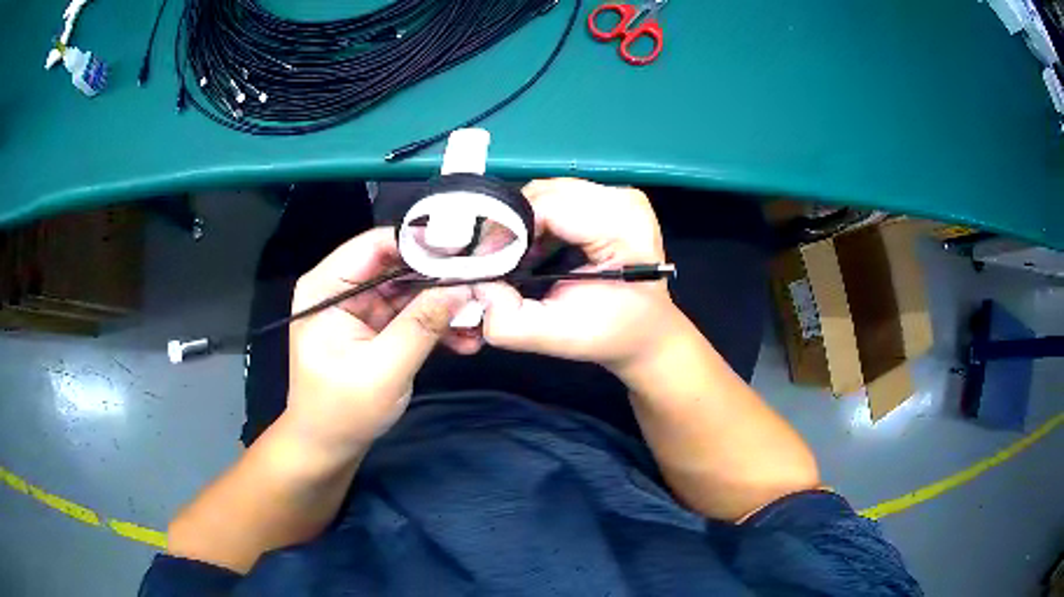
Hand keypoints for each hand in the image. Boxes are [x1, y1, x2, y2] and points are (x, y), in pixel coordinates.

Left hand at [284, 227, 473, 453]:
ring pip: (410, 289)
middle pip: (397, 264)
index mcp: (325, 288)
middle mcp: (341, 288)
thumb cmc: (343, 412)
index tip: (467, 251)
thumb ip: (422, 324)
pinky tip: (465, 338)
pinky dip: (437, 323)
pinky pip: (412, 312)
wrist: (329, 447)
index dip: (421, 243)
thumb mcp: (384, 369)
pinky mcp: (376, 325)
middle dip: (440, 277)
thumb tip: (464, 286)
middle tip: (484, 284)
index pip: (375, 245)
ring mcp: (360, 307)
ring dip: (444, 303)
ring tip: (480, 317)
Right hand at [477, 178, 682, 371]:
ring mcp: (619, 195)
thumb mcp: (557, 336)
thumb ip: (509, 321)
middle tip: (494, 261)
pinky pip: (559, 197)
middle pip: (545, 192)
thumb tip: (477, 288)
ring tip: (513, 256)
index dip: (507, 229)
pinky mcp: (611, 198)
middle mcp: (624, 200)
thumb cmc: (610, 334)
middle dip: (511, 224)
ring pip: (548, 191)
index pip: (548, 205)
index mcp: (623, 227)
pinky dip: (537, 220)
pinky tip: (533, 248)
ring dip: (523, 221)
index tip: (485, 263)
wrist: (648, 332)